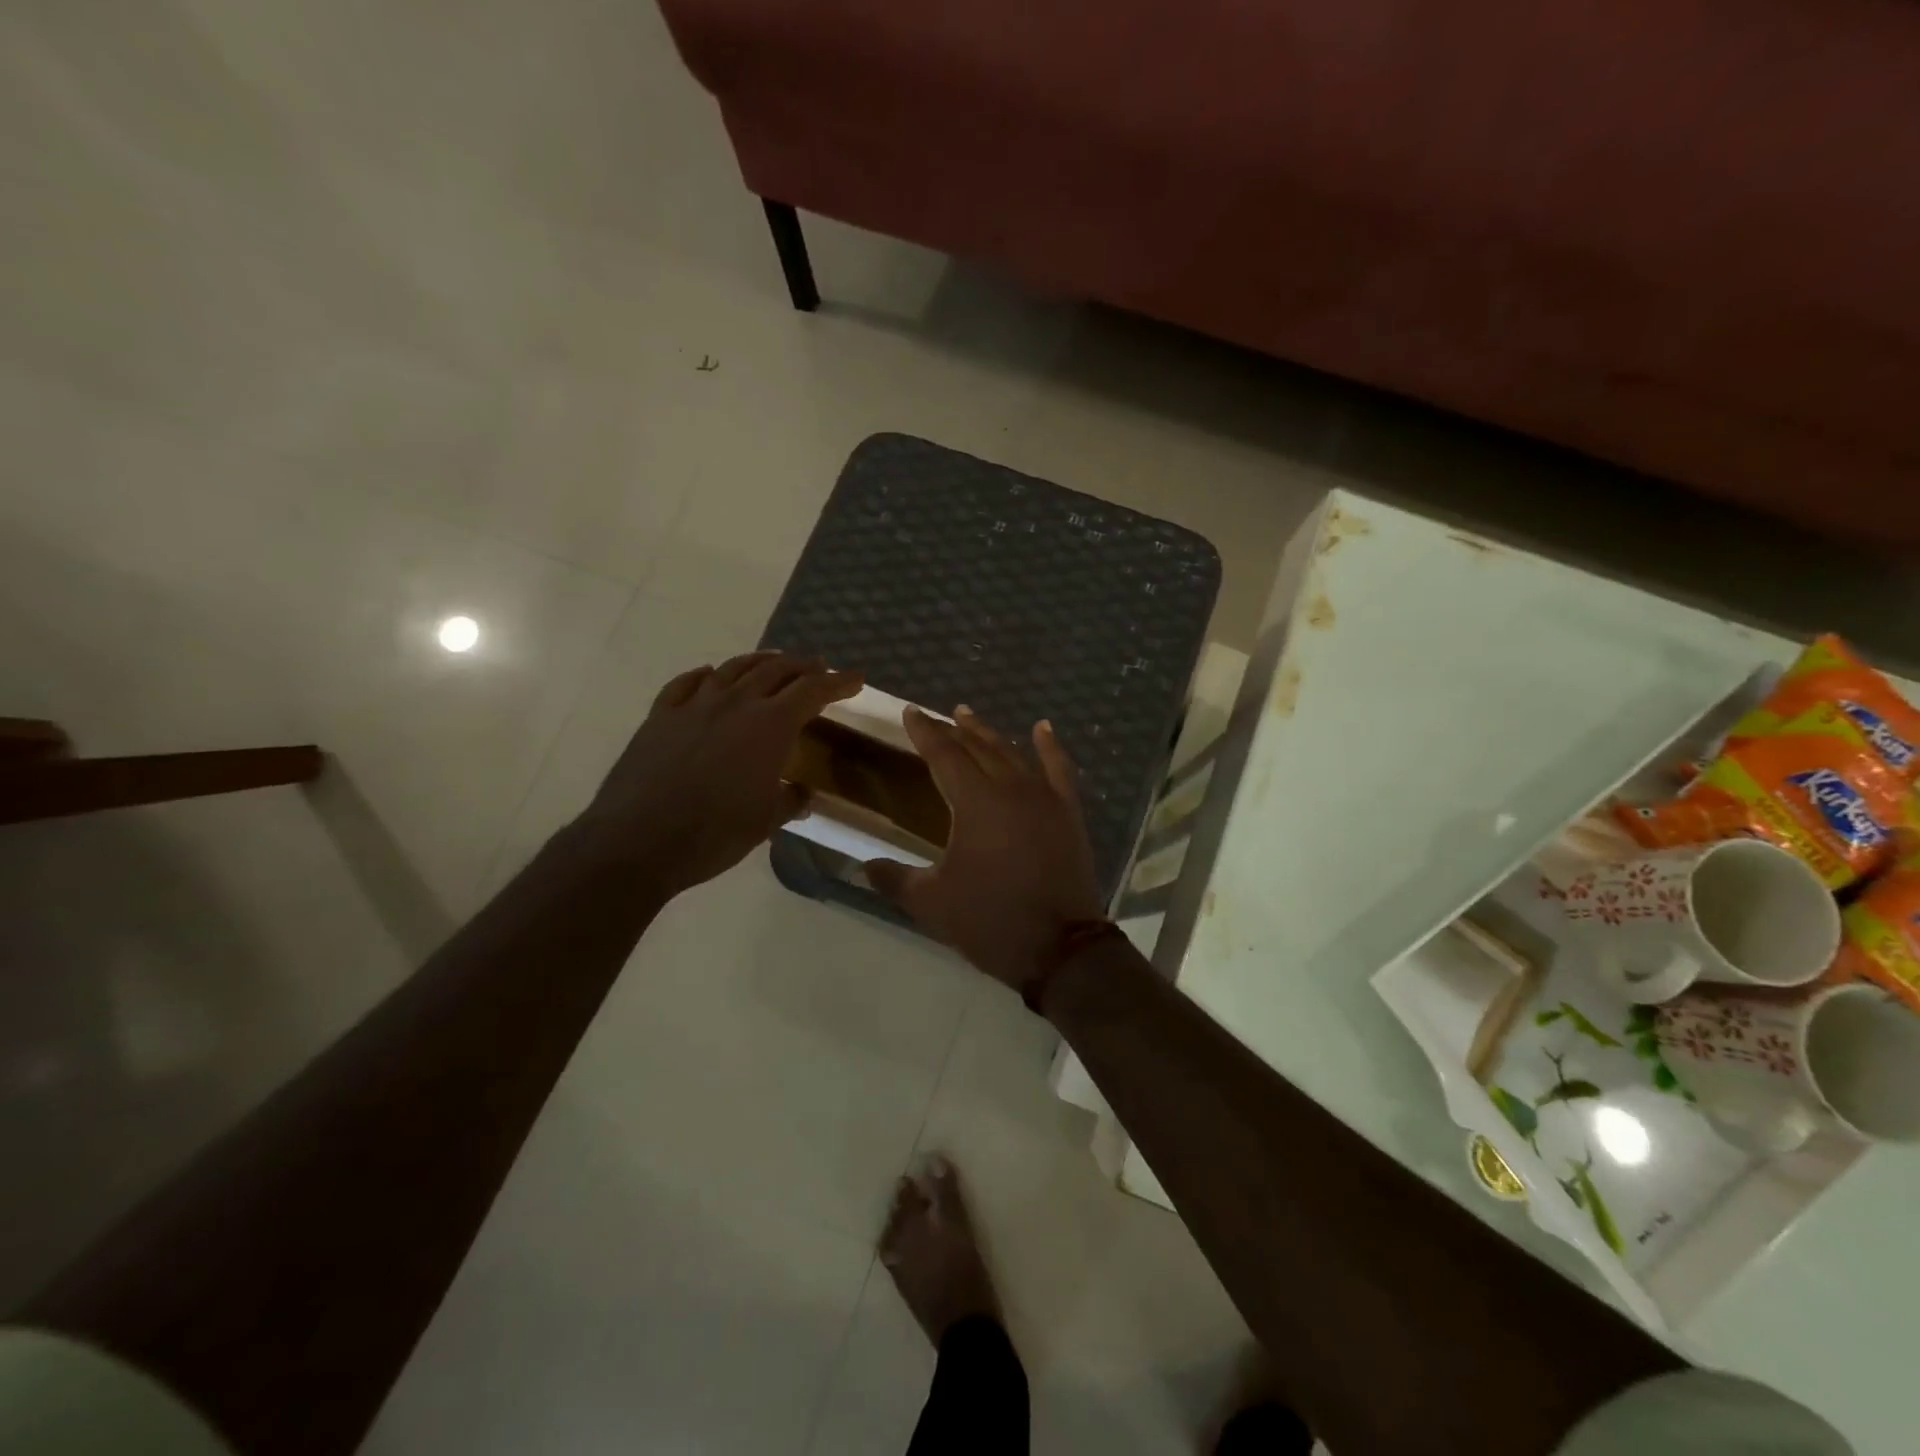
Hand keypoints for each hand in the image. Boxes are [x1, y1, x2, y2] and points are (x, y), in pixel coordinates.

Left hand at [580, 651, 862, 896]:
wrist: (638, 841)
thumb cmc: (715, 834)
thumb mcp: (765, 821)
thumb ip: (789, 800)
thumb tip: (801, 793)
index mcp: (769, 726)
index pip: (812, 692)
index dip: (837, 684)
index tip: (855, 679)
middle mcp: (735, 703)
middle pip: (776, 670)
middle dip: (802, 667)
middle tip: (818, 668)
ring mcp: (694, 706)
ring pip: (733, 669)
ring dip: (760, 662)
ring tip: (773, 663)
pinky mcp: (661, 716)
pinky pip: (687, 684)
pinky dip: (706, 675)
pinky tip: (710, 676)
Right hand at [866, 707, 1104, 990]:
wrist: (1060, 948)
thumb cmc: (990, 920)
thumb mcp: (931, 903)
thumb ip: (894, 879)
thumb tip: (864, 866)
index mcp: (974, 802)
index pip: (943, 755)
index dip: (924, 732)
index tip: (911, 712)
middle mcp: (1009, 788)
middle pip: (977, 748)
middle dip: (953, 729)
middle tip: (936, 716)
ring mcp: (1044, 797)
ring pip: (1012, 753)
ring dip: (989, 734)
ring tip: (969, 717)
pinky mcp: (1068, 812)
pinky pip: (1059, 768)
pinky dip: (1050, 746)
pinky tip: (1041, 728)